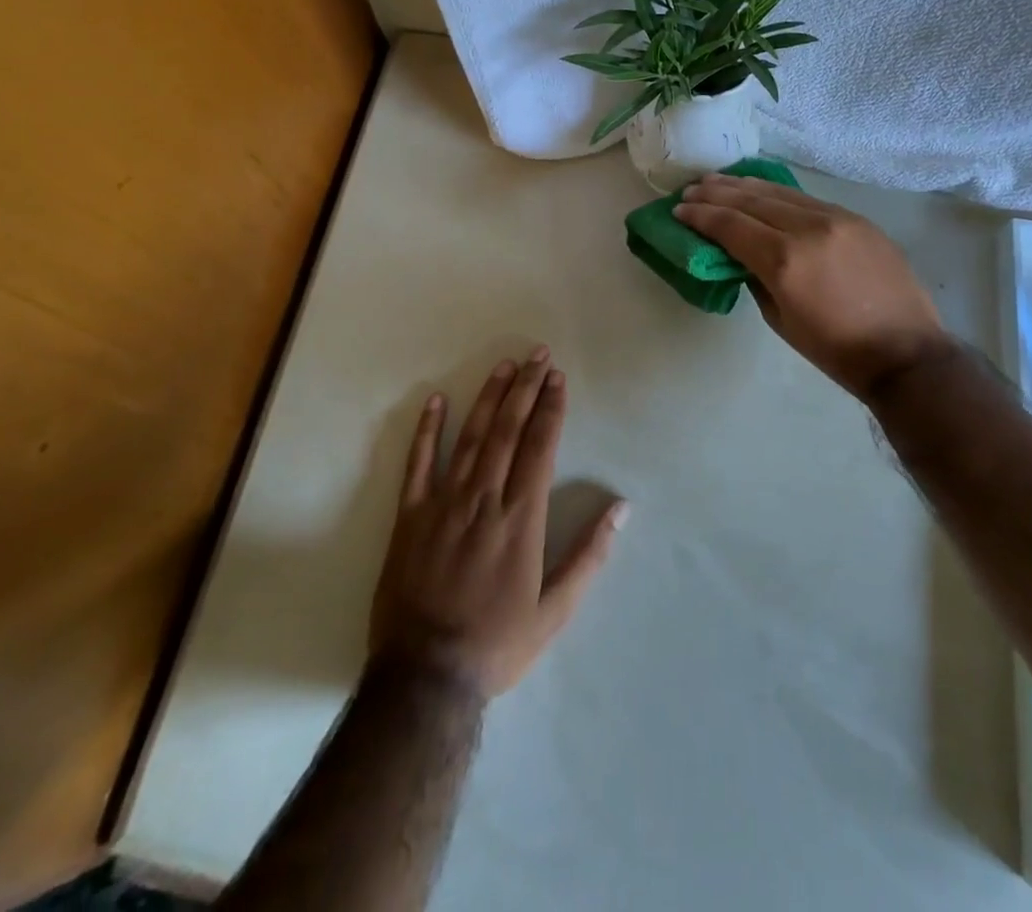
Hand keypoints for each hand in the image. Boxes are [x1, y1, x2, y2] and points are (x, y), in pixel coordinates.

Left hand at [369, 349, 626, 699]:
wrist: (425, 676)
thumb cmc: (498, 643)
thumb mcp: (556, 610)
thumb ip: (590, 555)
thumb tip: (622, 508)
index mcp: (521, 519)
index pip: (539, 447)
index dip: (550, 409)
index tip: (558, 379)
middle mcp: (484, 500)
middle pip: (507, 431)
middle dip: (525, 389)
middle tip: (537, 355)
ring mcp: (443, 504)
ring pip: (470, 438)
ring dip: (488, 398)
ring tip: (503, 366)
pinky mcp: (410, 517)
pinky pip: (418, 464)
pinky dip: (426, 431)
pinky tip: (435, 401)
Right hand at [675, 174, 949, 400]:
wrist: (904, 351)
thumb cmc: (835, 349)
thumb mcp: (780, 319)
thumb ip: (755, 278)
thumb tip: (742, 255)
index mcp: (784, 261)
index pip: (731, 225)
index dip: (701, 216)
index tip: (679, 210)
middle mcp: (807, 229)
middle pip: (751, 201)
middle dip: (716, 193)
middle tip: (691, 190)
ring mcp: (836, 218)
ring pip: (780, 192)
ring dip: (744, 185)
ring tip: (718, 181)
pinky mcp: (856, 218)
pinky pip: (806, 199)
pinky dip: (777, 193)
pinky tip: (762, 190)